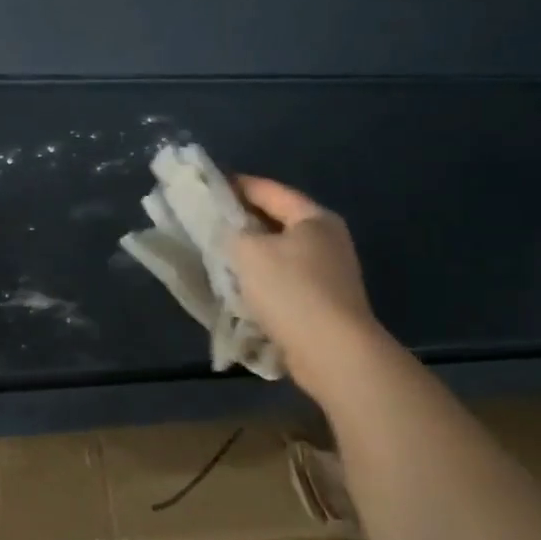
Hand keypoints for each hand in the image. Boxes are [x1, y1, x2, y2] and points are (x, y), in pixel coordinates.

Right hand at [228, 177, 384, 392]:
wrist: (334, 353)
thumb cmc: (291, 291)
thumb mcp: (248, 252)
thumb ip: (231, 231)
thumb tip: (227, 229)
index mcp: (313, 218)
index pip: (269, 190)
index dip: (236, 185)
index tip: (207, 186)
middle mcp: (326, 240)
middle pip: (276, 221)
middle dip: (242, 222)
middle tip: (206, 222)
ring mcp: (329, 273)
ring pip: (279, 254)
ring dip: (250, 255)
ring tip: (216, 255)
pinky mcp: (324, 303)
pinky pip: (285, 282)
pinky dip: (262, 281)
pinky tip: (239, 289)